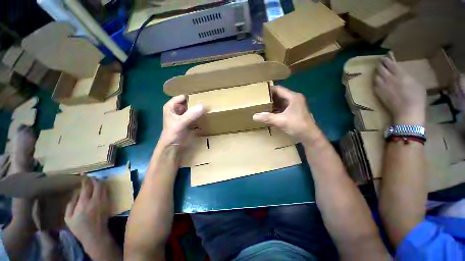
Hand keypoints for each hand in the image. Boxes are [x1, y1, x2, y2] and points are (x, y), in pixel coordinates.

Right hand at [65, 178, 110, 250]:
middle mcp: (96, 199)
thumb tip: (76, 194)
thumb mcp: (69, 218)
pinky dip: (104, 187)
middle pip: (98, 184)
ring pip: (104, 187)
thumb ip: (71, 204)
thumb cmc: (79, 228)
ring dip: (100, 182)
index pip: (87, 186)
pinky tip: (100, 188)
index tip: (83, 175)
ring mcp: (104, 201)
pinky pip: (107, 192)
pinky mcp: (109, 203)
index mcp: (84, 202)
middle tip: (91, 177)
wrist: (95, 235)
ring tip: (96, 181)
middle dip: (95, 179)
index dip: (85, 179)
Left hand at [159, 95, 205, 147]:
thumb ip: (191, 114)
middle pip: (189, 102)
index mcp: (172, 106)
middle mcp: (178, 109)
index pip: (184, 96)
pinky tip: (208, 115)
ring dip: (200, 109)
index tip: (205, 95)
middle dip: (198, 102)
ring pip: (193, 109)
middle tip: (210, 101)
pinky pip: (196, 116)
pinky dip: (201, 116)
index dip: (193, 95)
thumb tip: (204, 106)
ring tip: (211, 107)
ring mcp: (184, 116)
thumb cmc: (172, 134)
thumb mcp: (181, 123)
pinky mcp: (189, 122)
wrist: (172, 148)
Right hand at [253, 86, 321, 142]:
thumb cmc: (297, 125)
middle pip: (279, 95)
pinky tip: (269, 112)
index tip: (259, 92)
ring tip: (261, 105)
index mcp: (293, 97)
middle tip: (258, 99)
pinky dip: (275, 109)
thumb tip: (254, 116)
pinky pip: (282, 108)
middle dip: (269, 97)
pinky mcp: (293, 112)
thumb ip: (267, 118)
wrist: (309, 136)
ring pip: (281, 102)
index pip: (278, 89)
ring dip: (272, 103)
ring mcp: (294, 106)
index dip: (269, 90)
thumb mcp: (281, 121)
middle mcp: (294, 99)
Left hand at [374, 56, 426, 124]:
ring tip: (377, 69)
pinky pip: (374, 84)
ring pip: (376, 76)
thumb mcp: (416, 83)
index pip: (390, 63)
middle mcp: (389, 78)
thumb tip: (402, 74)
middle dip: (380, 63)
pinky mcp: (378, 93)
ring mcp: (382, 86)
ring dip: (376, 71)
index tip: (386, 55)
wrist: (407, 110)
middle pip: (381, 68)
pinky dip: (375, 80)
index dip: (387, 59)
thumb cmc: (416, 97)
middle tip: (380, 61)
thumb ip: (407, 76)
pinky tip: (376, 79)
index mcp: (400, 74)